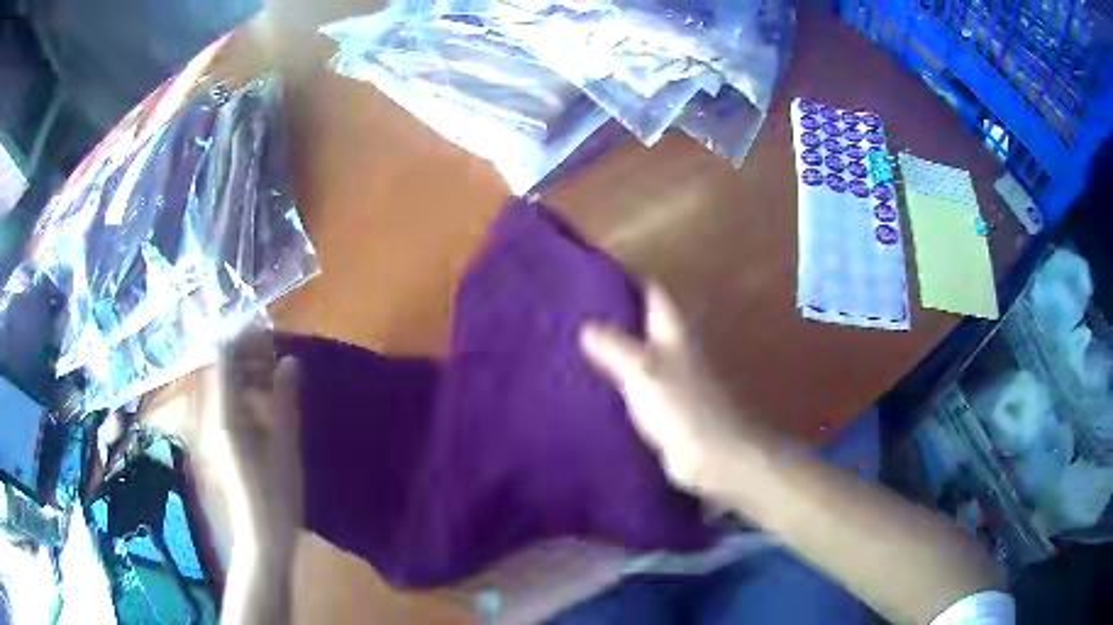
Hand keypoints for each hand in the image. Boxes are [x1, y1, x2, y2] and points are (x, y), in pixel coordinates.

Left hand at [221, 332, 302, 564]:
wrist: (263, 536)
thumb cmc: (276, 495)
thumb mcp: (285, 446)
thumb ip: (284, 401)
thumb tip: (289, 361)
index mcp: (225, 415)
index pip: (223, 357)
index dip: (243, 337)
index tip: (268, 330)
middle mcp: (214, 415)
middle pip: (222, 368)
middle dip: (246, 352)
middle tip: (277, 349)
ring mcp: (216, 428)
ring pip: (226, 384)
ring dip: (248, 371)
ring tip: (276, 369)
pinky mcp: (224, 439)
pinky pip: (231, 402)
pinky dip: (247, 391)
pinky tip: (268, 398)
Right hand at [580, 284, 763, 500]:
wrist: (713, 456)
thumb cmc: (681, 407)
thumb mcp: (642, 371)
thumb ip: (614, 347)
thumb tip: (585, 326)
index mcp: (673, 331)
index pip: (653, 293)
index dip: (628, 280)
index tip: (594, 277)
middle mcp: (676, 348)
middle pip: (645, 321)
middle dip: (616, 315)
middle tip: (575, 314)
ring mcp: (674, 379)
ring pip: (640, 354)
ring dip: (615, 350)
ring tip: (575, 348)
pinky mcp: (668, 407)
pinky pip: (638, 385)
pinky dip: (619, 382)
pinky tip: (594, 388)